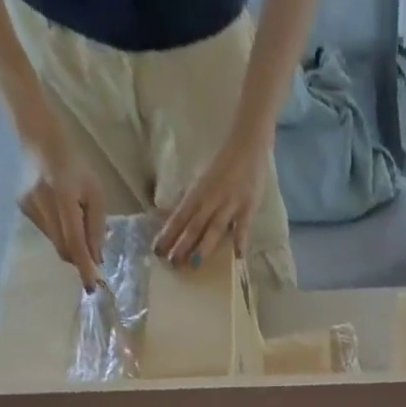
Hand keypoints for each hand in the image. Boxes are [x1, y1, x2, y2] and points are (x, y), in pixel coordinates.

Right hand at [17, 120, 104, 288]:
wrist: (40, 139)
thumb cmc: (75, 167)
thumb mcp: (95, 195)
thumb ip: (96, 228)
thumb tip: (95, 259)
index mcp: (64, 196)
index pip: (74, 240)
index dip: (84, 265)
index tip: (92, 286)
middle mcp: (43, 202)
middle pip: (64, 247)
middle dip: (79, 258)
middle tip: (92, 255)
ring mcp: (29, 205)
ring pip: (55, 242)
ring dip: (69, 243)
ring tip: (73, 219)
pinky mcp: (23, 206)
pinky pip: (47, 232)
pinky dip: (58, 232)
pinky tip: (59, 213)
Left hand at [154, 127, 267, 267]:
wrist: (247, 143)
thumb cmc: (224, 163)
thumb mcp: (203, 179)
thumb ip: (193, 199)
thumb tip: (175, 216)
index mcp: (197, 192)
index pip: (179, 216)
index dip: (168, 233)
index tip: (157, 250)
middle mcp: (211, 199)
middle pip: (193, 225)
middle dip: (182, 244)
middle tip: (172, 263)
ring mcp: (230, 203)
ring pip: (214, 227)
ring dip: (204, 246)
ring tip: (195, 263)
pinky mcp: (248, 206)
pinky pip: (243, 226)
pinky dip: (240, 240)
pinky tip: (237, 256)